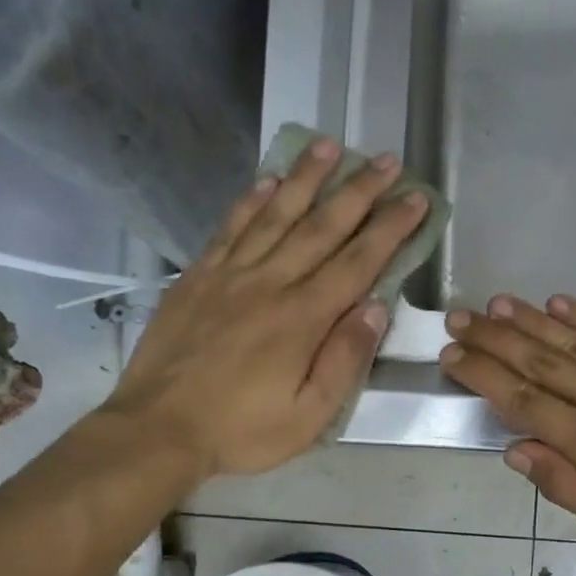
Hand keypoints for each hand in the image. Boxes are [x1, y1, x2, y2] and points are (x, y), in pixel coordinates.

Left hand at [106, 137, 428, 480]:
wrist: (159, 428)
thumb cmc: (241, 430)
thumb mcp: (309, 415)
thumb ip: (344, 360)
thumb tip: (376, 308)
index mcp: (303, 318)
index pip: (358, 262)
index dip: (390, 228)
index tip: (415, 197)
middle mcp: (270, 283)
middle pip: (322, 227)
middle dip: (359, 191)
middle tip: (385, 160)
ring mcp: (230, 275)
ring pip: (276, 215)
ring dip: (306, 179)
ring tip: (330, 146)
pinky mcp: (197, 277)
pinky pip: (230, 228)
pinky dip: (251, 201)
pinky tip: (268, 180)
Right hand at [440, 294, 575, 561]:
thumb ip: (569, 487)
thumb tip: (517, 451)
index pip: (525, 401)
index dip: (485, 376)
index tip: (453, 354)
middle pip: (542, 362)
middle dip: (495, 339)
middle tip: (460, 317)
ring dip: (532, 321)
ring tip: (496, 304)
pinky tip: (560, 302)